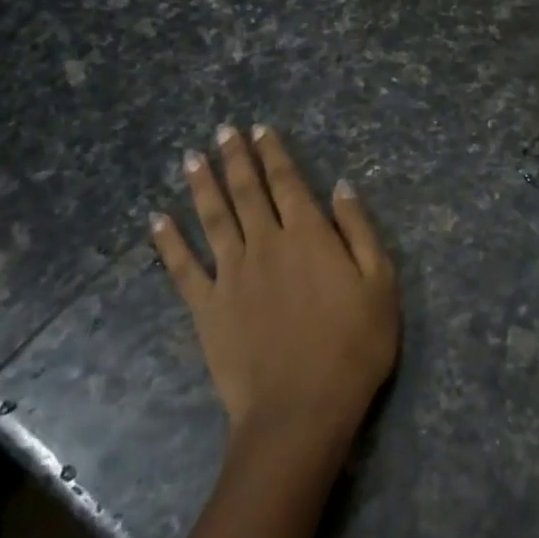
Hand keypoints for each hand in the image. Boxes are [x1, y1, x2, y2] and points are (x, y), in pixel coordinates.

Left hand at [151, 124, 398, 451]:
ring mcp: (231, 275)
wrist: (301, 408)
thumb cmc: (353, 346)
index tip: (261, 129)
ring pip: (213, 218)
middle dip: (236, 158)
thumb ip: (360, 231)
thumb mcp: (380, 284)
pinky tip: (157, 219)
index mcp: (309, 236)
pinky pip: (183, 267)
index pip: (288, 183)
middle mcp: (266, 244)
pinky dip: (168, 241)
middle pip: (247, 192)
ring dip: (202, 185)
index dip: (274, 154)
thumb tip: (342, 187)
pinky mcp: (207, 308)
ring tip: (192, 157)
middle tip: (223, 130)